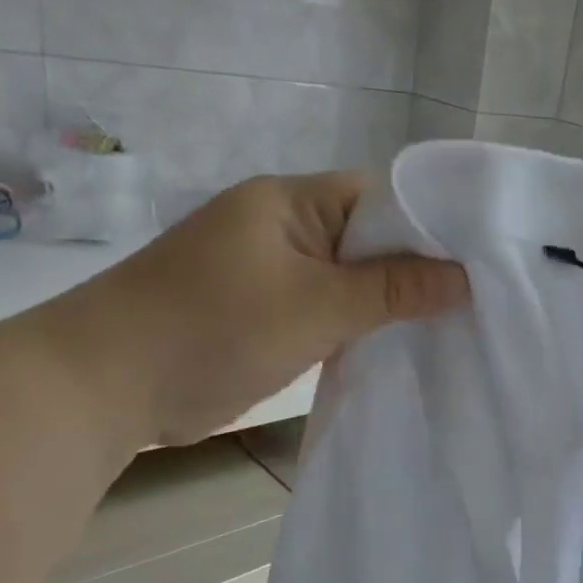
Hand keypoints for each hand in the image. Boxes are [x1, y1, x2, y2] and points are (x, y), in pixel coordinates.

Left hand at [56, 172, 468, 445]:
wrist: (101, 387)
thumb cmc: (210, 328)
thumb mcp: (314, 306)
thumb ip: (392, 289)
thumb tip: (467, 277)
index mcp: (291, 201)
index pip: (381, 194)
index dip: (432, 221)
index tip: (482, 256)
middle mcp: (284, 226)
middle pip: (370, 237)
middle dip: (418, 267)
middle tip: (477, 297)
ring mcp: (272, 271)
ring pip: (351, 278)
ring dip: (389, 301)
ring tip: (451, 323)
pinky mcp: (264, 311)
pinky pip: (328, 308)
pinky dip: (359, 325)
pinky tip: (399, 345)